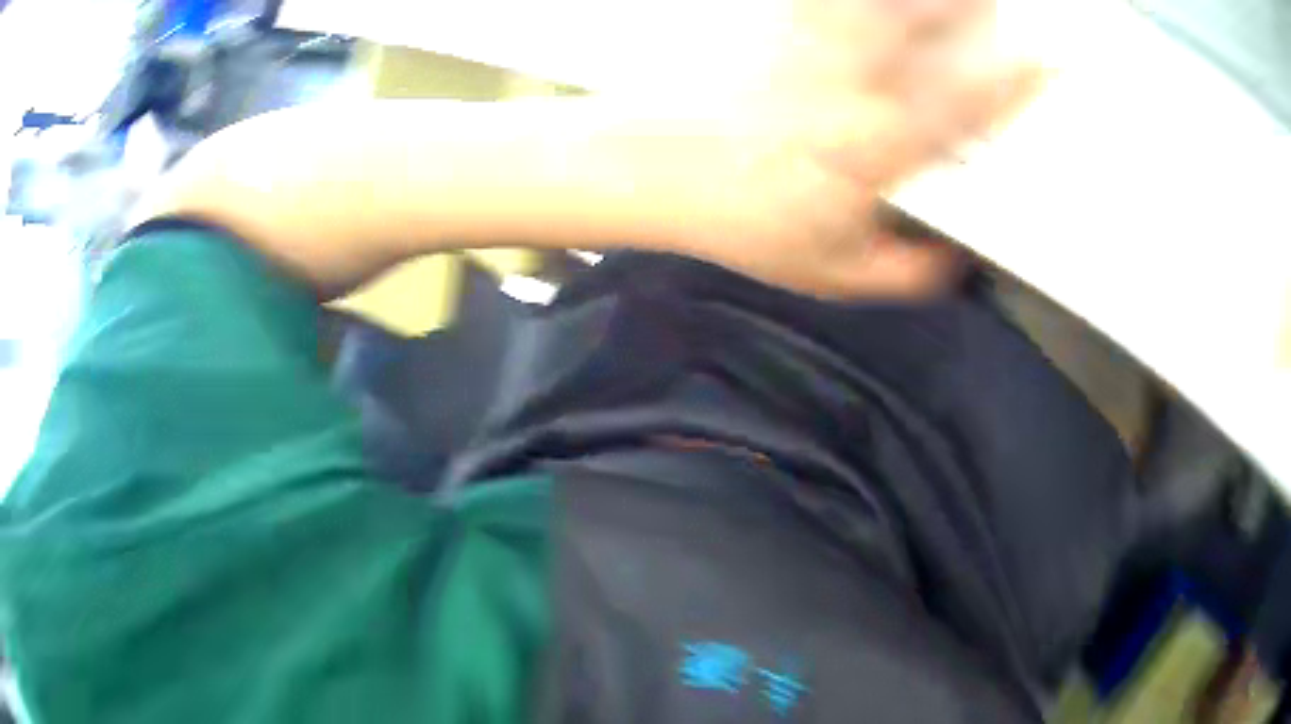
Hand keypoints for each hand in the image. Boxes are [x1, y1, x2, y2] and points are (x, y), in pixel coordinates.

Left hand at [682, 0, 1044, 297]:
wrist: (654, 171)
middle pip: (923, 25)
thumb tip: (955, 263)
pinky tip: (876, 0)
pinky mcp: (774, 21)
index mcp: (874, 149)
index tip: (1046, 60)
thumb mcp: (831, 273)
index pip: (963, 106)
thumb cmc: (740, 222)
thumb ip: (905, 273)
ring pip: (878, 1)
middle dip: (969, 4)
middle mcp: (849, 85)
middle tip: (999, 2)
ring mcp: (808, 45)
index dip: (1012, 81)